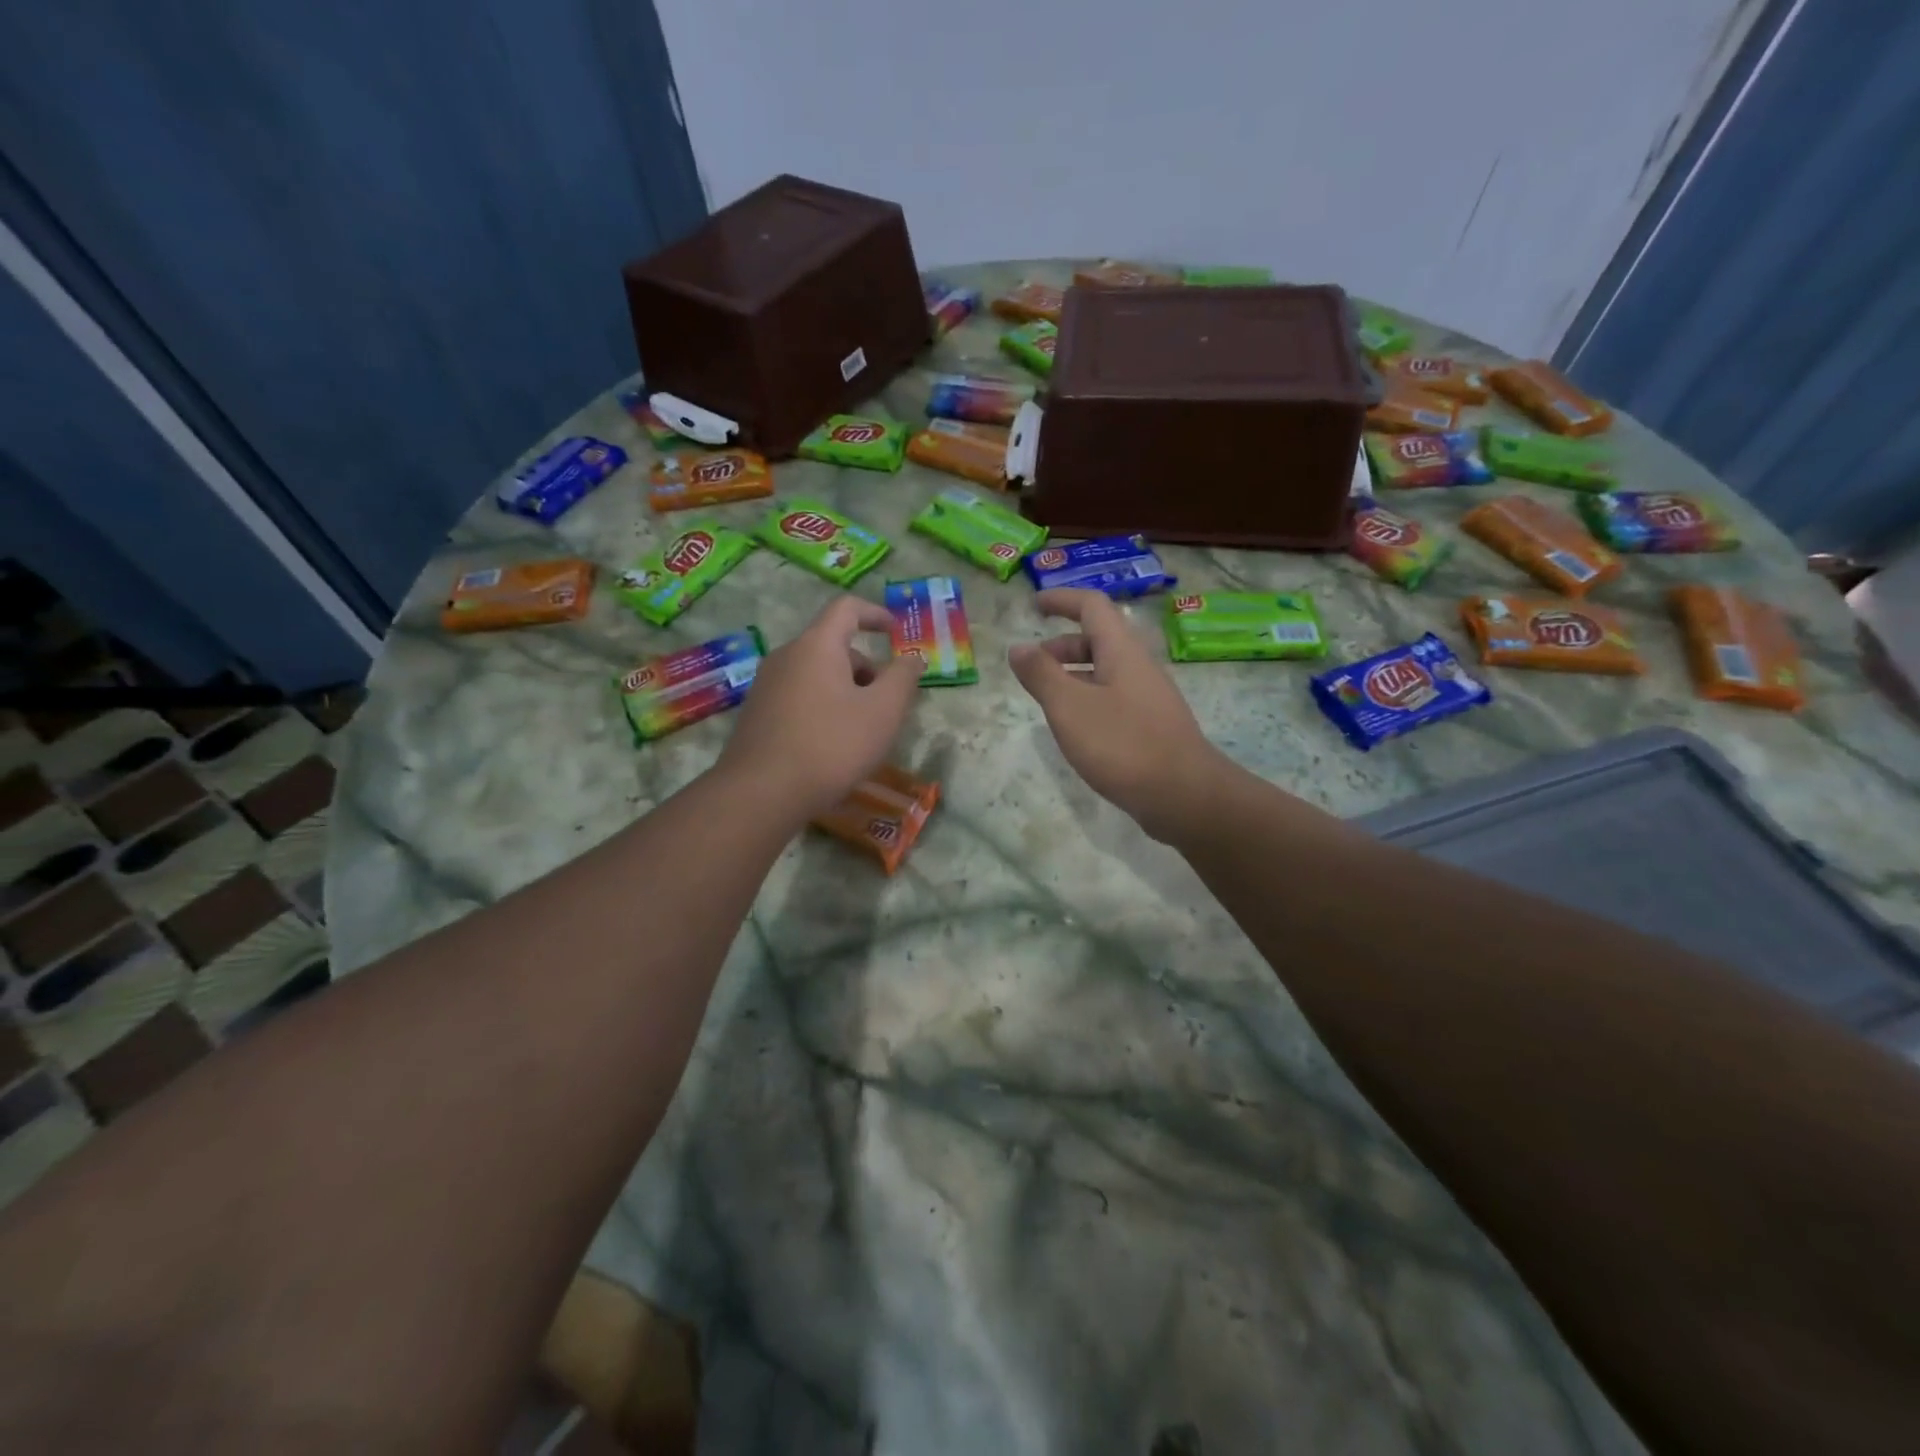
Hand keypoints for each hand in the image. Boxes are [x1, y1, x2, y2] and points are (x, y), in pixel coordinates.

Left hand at [718, 595, 923, 821]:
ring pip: (816, 674)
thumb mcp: (883, 711)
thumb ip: (903, 678)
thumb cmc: (831, 745)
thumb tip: (912, 657)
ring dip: (846, 690)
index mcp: (816, 646)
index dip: (876, 614)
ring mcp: (766, 686)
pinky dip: (824, 707)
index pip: (847, 609)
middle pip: (833, 645)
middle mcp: (786, 656)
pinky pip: (800, 696)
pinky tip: (832, 745)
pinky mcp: (757, 714)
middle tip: (888, 703)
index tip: (896, 632)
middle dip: (866, 667)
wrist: (761, 793)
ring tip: (863, 729)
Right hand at [1008, 589, 1230, 841]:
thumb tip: (1019, 647)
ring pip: (1105, 671)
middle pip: (1098, 639)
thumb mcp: (1069, 707)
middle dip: (1061, 645)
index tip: (1033, 606)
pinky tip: (1075, 729)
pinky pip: (1113, 698)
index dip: (1061, 600)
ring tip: (1046, 699)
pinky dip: (1087, 699)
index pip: (1092, 606)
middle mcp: (1138, 666)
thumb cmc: (1122, 744)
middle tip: (1032, 665)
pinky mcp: (1151, 726)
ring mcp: (1148, 697)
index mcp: (1121, 651)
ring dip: (1073, 675)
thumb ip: (1041, 675)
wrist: (1183, 795)